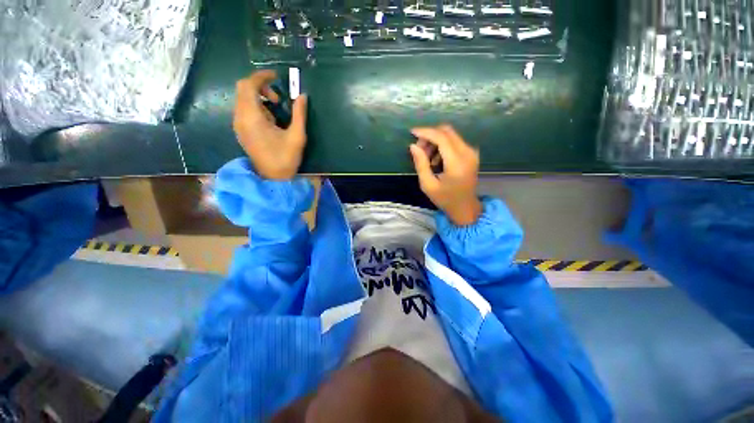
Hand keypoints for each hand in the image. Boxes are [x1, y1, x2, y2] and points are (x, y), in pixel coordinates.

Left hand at [233, 70, 307, 179]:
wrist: (273, 179)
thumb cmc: (286, 158)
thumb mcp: (297, 136)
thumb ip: (300, 114)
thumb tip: (302, 96)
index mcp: (252, 117)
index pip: (249, 85)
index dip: (262, 77)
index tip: (276, 77)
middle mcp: (240, 118)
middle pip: (243, 89)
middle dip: (260, 87)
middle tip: (278, 98)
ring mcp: (238, 125)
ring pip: (242, 99)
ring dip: (258, 97)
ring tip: (276, 110)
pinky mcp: (241, 131)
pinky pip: (244, 110)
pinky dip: (255, 107)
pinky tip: (269, 120)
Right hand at [409, 125, 481, 225]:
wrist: (465, 207)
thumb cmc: (445, 199)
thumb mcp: (428, 185)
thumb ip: (421, 164)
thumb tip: (413, 146)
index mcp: (456, 163)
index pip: (441, 138)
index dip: (426, 132)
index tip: (412, 132)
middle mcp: (467, 153)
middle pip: (447, 131)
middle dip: (430, 136)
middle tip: (419, 149)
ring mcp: (471, 152)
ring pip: (451, 135)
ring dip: (436, 140)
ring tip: (427, 158)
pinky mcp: (471, 153)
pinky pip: (455, 141)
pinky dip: (443, 145)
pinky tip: (436, 159)